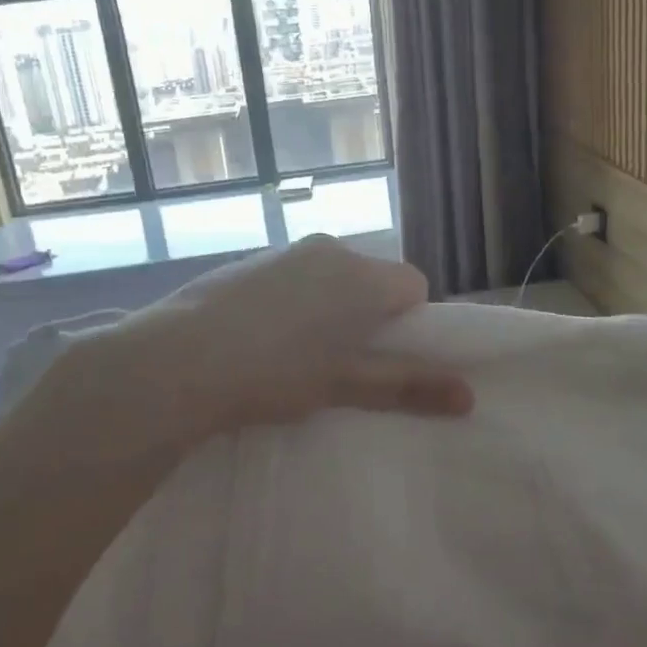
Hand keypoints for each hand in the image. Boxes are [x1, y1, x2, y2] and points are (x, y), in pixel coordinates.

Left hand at [48, 236, 473, 457]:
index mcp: (360, 275)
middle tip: (342, 364)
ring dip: (330, 309)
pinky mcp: (250, 261)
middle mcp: (328, 249)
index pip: (414, 286)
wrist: (178, 360)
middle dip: (368, 317)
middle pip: (372, 280)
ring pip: (331, 278)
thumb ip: (407, 385)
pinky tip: (262, 339)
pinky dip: (295, 302)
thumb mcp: (344, 385)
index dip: (409, 325)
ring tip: (297, 356)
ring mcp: (284, 251)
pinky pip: (294, 277)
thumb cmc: (274, 373)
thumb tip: (468, 397)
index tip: (382, 359)